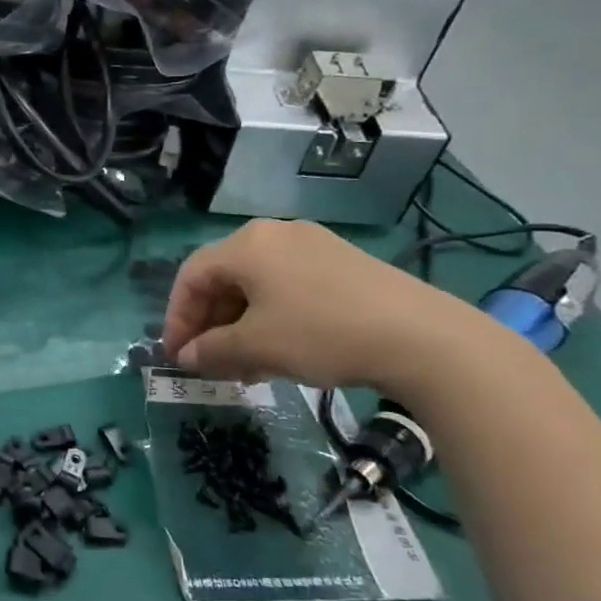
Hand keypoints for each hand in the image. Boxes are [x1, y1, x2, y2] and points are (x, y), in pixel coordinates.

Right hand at [161, 219, 492, 396]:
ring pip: (256, 285)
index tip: (176, 355)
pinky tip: (280, 351)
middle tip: (209, 362)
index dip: (177, 317)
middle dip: (210, 323)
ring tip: (244, 366)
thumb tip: (185, 357)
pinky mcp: (342, 263)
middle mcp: (275, 234)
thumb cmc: (322, 333)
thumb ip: (212, 351)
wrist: (424, 337)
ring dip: (240, 325)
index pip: (191, 276)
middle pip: (224, 278)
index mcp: (247, 244)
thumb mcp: (257, 347)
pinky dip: (271, 317)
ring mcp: (313, 246)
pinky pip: (288, 287)